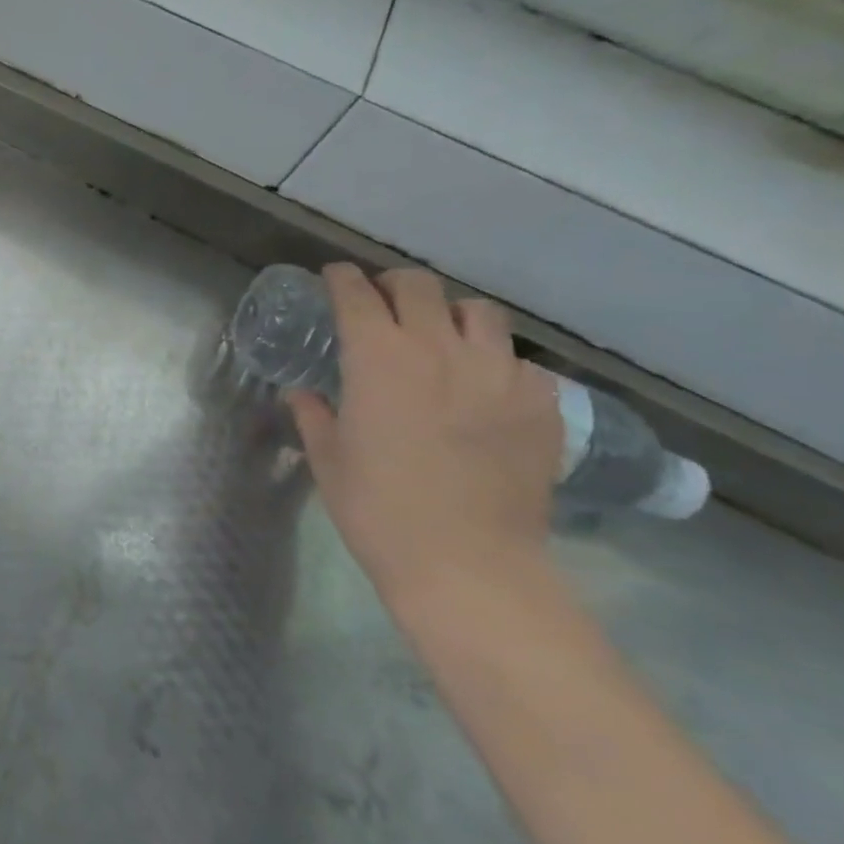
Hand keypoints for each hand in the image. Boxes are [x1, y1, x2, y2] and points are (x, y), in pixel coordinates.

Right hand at [287, 265, 562, 613]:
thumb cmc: (379, 509)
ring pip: (477, 312)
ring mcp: (498, 373)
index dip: (341, 279)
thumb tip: (303, 393)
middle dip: (392, 285)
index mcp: (378, 358)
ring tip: (439, 338)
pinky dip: (495, 362)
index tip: (333, 279)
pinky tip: (483, 390)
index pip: (356, 294)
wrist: (468, 564)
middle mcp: (439, 349)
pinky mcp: (540, 403)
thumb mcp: (329, 459)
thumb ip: (313, 414)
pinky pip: (518, 361)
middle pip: (418, 287)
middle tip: (381, 304)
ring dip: (449, 315)